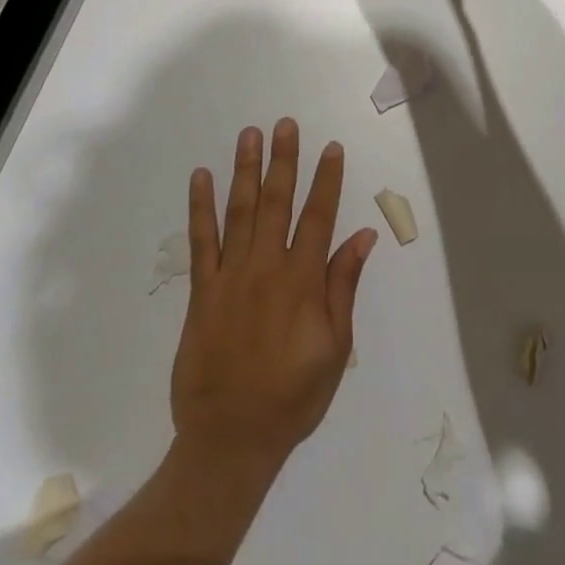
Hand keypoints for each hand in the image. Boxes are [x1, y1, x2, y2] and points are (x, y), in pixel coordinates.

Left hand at [171, 120, 377, 475]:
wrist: (229, 441)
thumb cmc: (292, 397)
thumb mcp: (334, 349)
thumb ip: (343, 287)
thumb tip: (363, 236)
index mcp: (302, 283)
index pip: (318, 218)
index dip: (326, 180)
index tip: (331, 147)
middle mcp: (266, 269)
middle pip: (277, 203)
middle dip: (284, 160)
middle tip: (285, 124)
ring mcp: (230, 277)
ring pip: (240, 212)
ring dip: (245, 170)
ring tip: (250, 135)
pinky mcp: (201, 291)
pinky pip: (201, 241)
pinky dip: (201, 207)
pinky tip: (201, 177)